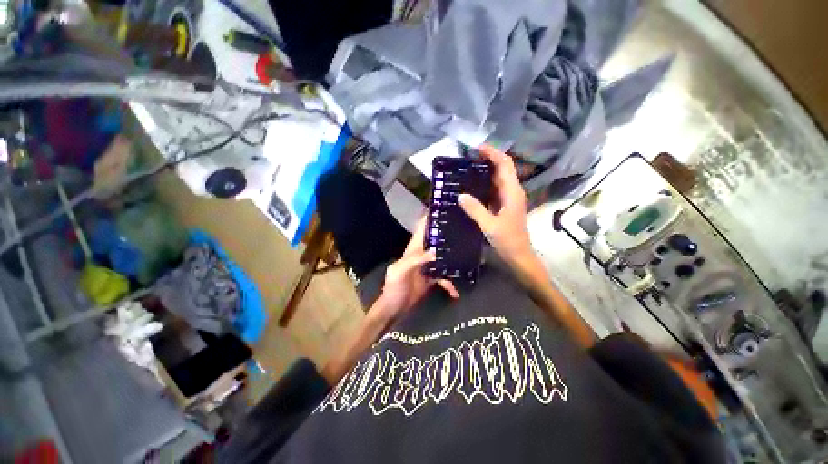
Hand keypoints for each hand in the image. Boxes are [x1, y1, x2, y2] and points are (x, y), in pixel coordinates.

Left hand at [371, 218, 458, 322]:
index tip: (446, 208)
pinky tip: (457, 290)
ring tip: (472, 258)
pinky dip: (452, 282)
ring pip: (444, 257)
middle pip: (437, 240)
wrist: (395, 309)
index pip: (423, 228)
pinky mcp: (433, 278)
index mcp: (414, 248)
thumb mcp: (400, 271)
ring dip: (455, 258)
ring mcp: (429, 266)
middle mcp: (423, 254)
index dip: (432, 217)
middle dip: (449, 235)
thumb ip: (415, 260)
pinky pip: (446, 276)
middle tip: (467, 229)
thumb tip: (436, 252)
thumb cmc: (394, 288)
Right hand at [459, 145, 532, 261]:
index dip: (493, 153)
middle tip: (467, 158)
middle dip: (487, 159)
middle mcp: (512, 191)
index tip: (477, 148)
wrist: (519, 255)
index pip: (505, 164)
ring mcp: (508, 198)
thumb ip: (475, 209)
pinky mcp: (503, 205)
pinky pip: (493, 189)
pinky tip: (471, 187)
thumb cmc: (508, 240)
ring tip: (466, 168)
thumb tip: (460, 195)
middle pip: (502, 168)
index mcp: (512, 192)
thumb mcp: (489, 225)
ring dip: (485, 171)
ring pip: (497, 178)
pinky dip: (484, 184)